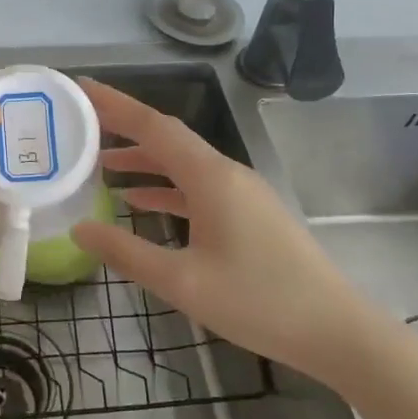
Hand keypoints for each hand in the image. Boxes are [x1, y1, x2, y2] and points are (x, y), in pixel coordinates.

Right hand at [71, 77, 380, 383]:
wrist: (337, 332)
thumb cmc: (259, 302)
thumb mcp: (182, 282)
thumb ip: (126, 252)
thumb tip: (79, 228)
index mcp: (210, 177)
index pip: (153, 126)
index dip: (114, 104)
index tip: (80, 87)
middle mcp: (225, 173)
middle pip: (167, 137)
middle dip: (123, 126)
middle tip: (80, 121)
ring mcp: (241, 193)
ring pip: (181, 163)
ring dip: (142, 159)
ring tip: (99, 163)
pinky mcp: (249, 214)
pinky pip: (196, 187)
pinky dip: (165, 187)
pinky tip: (140, 201)